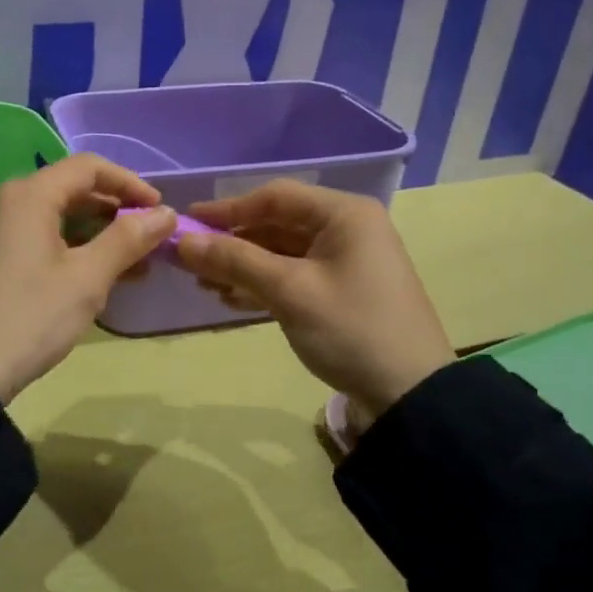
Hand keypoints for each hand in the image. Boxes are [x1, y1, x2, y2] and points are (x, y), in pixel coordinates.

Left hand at [0, 154, 175, 401]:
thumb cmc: (30, 317)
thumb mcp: (87, 278)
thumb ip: (128, 240)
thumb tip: (165, 214)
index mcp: (28, 196)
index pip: (89, 167)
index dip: (130, 183)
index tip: (159, 211)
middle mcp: (5, 203)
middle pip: (70, 190)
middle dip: (114, 212)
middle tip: (148, 240)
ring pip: (53, 218)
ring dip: (95, 235)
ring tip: (130, 266)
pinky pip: (35, 239)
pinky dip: (69, 249)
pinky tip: (92, 279)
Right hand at [175, 181, 452, 422]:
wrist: (409, 394)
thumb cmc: (351, 329)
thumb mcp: (290, 291)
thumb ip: (235, 261)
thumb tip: (183, 241)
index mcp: (344, 214)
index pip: (275, 197)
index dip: (228, 209)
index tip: (188, 223)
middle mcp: (346, 230)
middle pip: (277, 224)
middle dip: (233, 242)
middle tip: (190, 261)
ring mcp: (345, 262)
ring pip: (282, 253)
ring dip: (243, 266)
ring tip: (204, 284)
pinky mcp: (340, 292)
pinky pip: (293, 277)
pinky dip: (263, 285)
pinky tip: (232, 299)